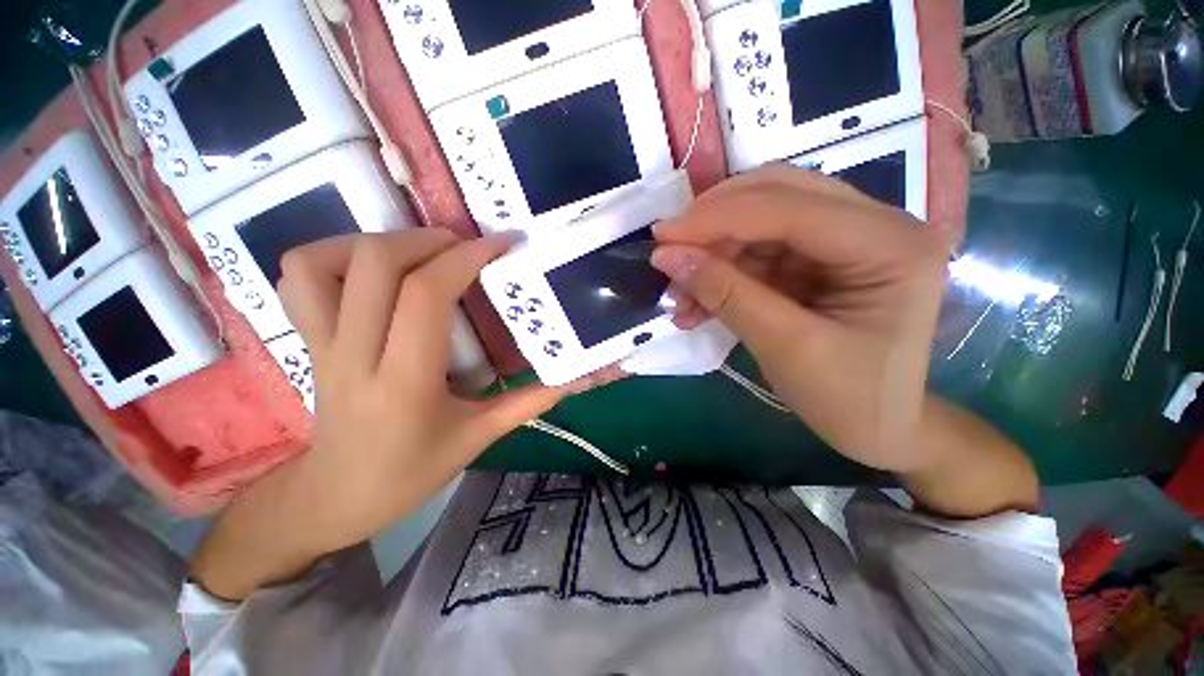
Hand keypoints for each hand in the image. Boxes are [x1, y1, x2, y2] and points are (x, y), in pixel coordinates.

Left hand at [192, 230, 617, 599]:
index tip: (500, 245)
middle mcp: (355, 354)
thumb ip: (529, 402)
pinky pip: (298, 278)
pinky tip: (370, 267)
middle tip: (465, 247)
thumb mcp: (479, 437)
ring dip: (377, 241)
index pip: (426, 295)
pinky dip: (332, 254)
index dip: (466, 258)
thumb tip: (573, 379)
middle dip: (429, 240)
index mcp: (405, 382)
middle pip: (375, 263)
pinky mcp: (307, 340)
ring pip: (323, 262)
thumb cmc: (411, 471)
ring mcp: (321, 344)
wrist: (336, 496)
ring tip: (418, 252)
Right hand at [652, 166, 948, 471]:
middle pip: (776, 195)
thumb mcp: (783, 346)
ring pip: (760, 221)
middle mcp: (876, 224)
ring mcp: (846, 238)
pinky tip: (697, 303)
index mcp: (890, 244)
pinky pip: (758, 250)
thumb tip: (666, 256)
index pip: (788, 208)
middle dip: (713, 224)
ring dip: (712, 254)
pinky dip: (722, 272)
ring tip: (678, 297)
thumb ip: (725, 294)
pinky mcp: (819, 258)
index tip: (661, 236)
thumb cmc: (848, 398)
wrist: (879, 428)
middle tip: (667, 254)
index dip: (716, 218)